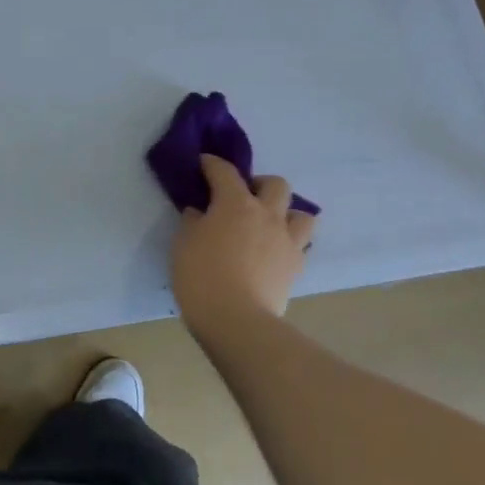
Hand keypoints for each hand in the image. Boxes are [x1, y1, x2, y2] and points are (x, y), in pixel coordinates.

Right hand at [171, 155, 313, 329]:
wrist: (236, 320)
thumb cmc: (201, 276)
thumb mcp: (183, 244)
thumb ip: (193, 222)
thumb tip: (200, 214)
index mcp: (235, 203)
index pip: (224, 171)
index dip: (212, 164)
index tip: (203, 163)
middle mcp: (267, 215)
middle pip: (276, 184)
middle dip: (259, 184)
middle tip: (243, 197)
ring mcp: (287, 241)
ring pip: (301, 214)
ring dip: (285, 213)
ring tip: (268, 224)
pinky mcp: (296, 267)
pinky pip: (300, 245)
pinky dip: (287, 242)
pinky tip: (273, 252)